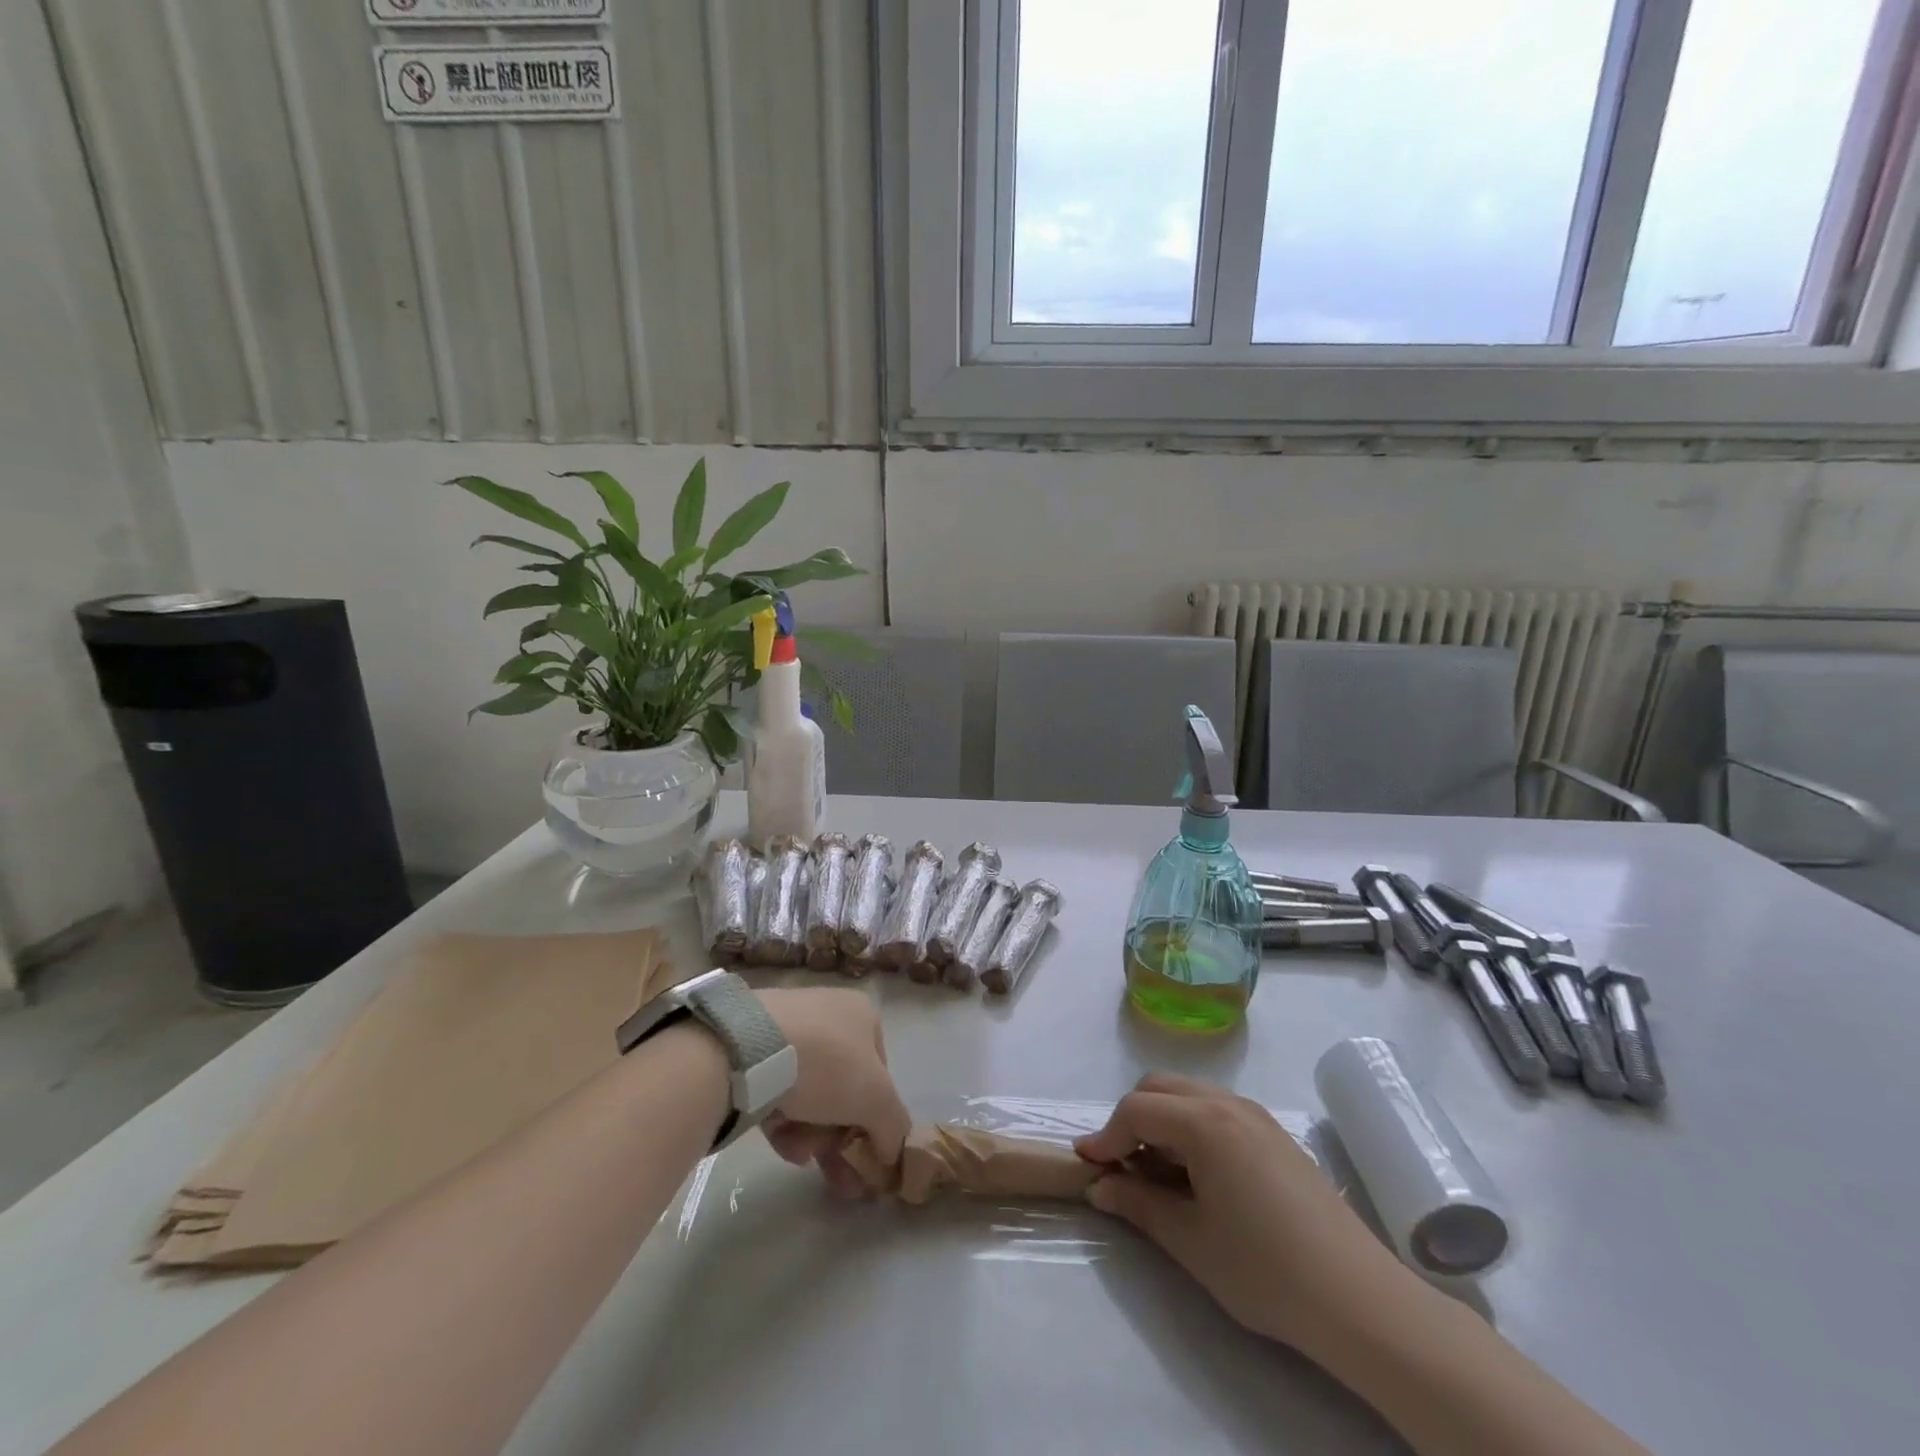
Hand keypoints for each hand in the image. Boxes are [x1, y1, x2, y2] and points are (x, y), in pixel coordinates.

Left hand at [754, 988, 910, 1198]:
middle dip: (842, 1137)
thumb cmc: (827, 1064)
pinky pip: (778, 1089)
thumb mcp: (876, 1099)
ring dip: (812, 1134)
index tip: (867, 1154)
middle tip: (841, 1179)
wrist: (750, 1048)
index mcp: (863, 1015)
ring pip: (810, 1093)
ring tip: (802, 1158)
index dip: (876, 1116)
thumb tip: (895, 1155)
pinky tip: (781, 1142)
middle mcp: (828, 1014)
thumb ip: (893, 1127)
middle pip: (843, 1088)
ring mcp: (788, 1028)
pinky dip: (784, 1120)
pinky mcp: (753, 1047)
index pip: (880, 1072)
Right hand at [1075, 1073, 1410, 1353]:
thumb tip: (1100, 1187)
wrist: (1359, 1300)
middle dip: (1132, 1120)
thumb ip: (1138, 1205)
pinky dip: (1191, 1128)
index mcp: (1203, 1121)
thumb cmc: (1265, 1269)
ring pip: (1188, 1095)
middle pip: (1160, 1088)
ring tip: (1158, 1174)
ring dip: (1162, 1122)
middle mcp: (1227, 1103)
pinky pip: (1216, 1111)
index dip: (1106, 1136)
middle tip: (1122, 1167)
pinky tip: (1198, 1176)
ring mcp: (1256, 1115)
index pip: (1136, 1110)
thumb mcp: (1190, 1241)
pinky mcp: (1275, 1135)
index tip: (1087, 1166)